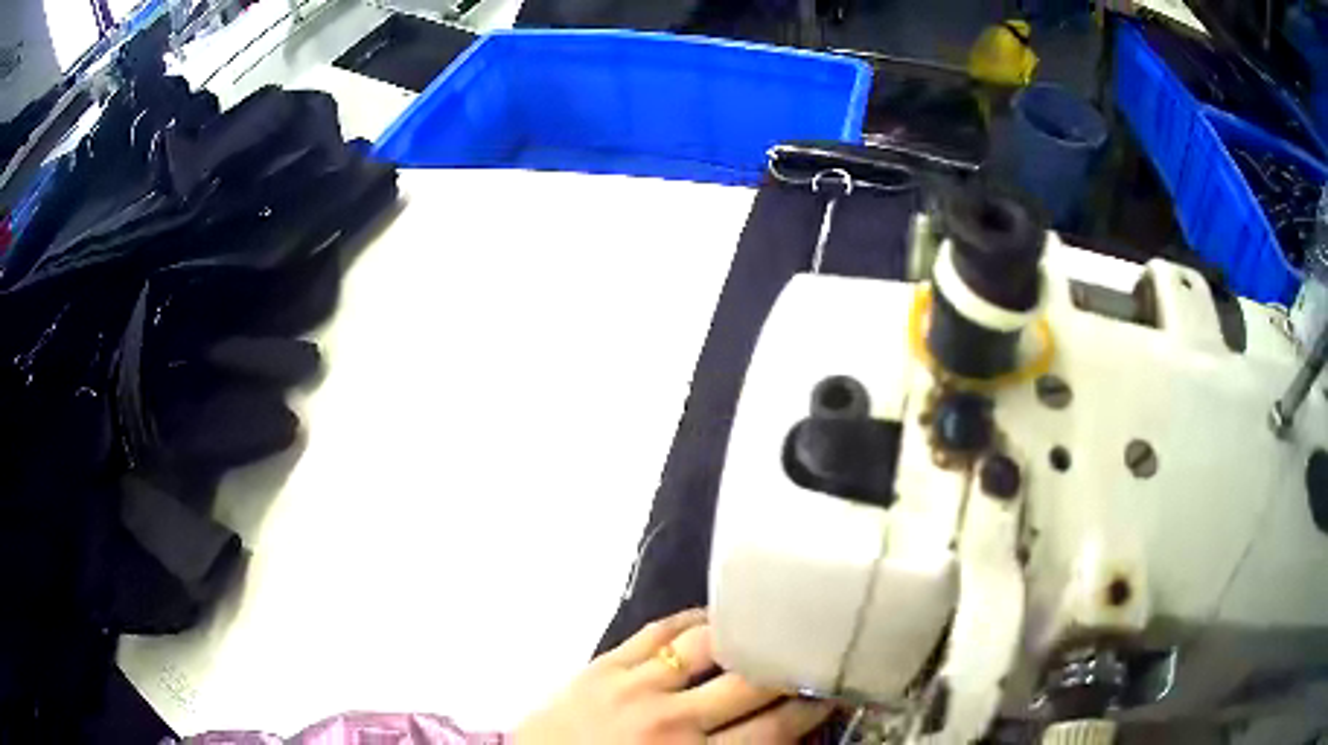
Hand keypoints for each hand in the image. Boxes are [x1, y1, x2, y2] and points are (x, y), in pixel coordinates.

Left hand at [516, 609, 831, 743]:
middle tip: (815, 648)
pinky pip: (657, 631)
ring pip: (707, 645)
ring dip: (744, 632)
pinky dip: (692, 619)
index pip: (774, 729)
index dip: (812, 707)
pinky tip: (714, 615)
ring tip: (771, 622)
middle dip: (790, 665)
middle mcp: (672, 720)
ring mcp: (634, 685)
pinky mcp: (604, 663)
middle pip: (750, 682)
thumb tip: (779, 735)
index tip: (834, 688)